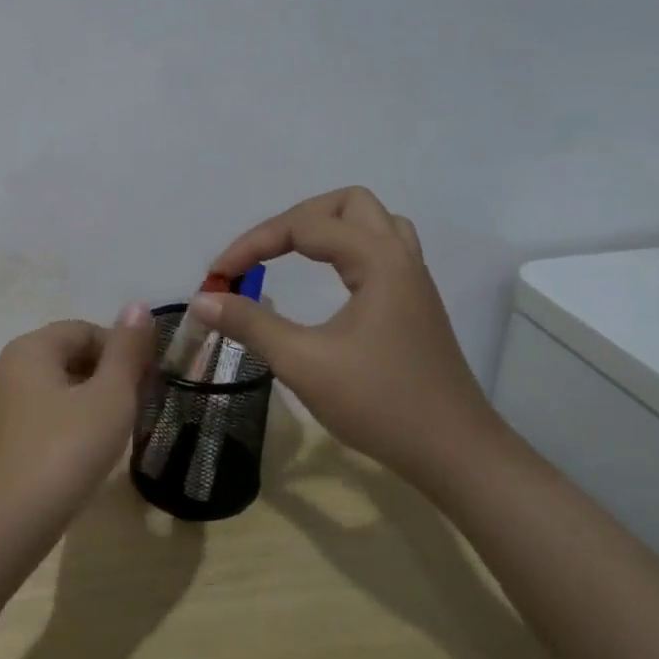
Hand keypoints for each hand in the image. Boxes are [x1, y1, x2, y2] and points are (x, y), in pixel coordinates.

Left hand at [0, 306, 158, 539]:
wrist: (8, 524)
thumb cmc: (65, 452)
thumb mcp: (109, 398)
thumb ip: (126, 351)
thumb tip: (138, 306)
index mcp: (31, 348)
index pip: (86, 330)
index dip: (122, 351)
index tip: (147, 383)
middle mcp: (9, 366)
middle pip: (70, 354)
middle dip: (107, 375)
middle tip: (135, 408)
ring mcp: (1, 402)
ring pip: (58, 385)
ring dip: (91, 400)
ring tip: (115, 432)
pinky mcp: (1, 435)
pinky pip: (44, 412)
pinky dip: (69, 421)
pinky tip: (85, 451)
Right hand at [193, 187, 499, 489]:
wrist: (456, 455)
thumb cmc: (381, 405)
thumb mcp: (304, 363)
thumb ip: (251, 325)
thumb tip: (202, 300)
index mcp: (378, 261)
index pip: (304, 226)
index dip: (253, 244)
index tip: (218, 275)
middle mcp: (400, 257)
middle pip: (347, 204)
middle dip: (295, 219)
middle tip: (262, 254)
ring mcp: (413, 280)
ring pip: (371, 222)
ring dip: (327, 227)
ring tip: (293, 254)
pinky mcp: (414, 303)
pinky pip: (381, 249)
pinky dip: (346, 249)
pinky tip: (329, 278)